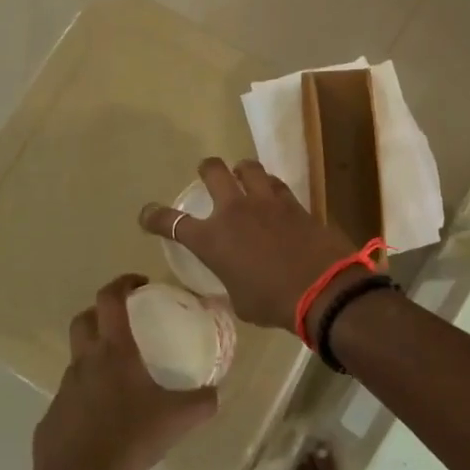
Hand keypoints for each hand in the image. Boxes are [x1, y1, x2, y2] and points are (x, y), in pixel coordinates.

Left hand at [28, 275, 218, 469]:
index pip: (110, 299)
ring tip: (119, 381)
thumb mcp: (177, 420)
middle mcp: (85, 363)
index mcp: (114, 352)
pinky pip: (70, 399)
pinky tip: (103, 422)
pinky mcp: (50, 420)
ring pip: (77, 361)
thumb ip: (202, 402)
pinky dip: (85, 399)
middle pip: (84, 320)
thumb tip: (216, 393)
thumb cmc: (130, 440)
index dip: (123, 282)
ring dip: (94, 359)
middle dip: (101, 313)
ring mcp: (63, 391)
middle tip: (123, 323)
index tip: (140, 283)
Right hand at [140, 158, 359, 333]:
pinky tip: (272, 194)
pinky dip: (269, 185)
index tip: (148, 214)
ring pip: (247, 167)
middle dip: (206, 169)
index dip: (155, 216)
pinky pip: (275, 183)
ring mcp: (265, 201)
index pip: (172, 222)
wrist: (321, 288)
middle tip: (207, 174)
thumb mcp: (239, 300)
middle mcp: (234, 211)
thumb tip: (234, 276)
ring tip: (243, 177)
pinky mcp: (292, 201)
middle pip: (213, 171)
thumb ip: (229, 280)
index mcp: (212, 239)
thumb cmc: (273, 302)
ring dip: (241, 170)